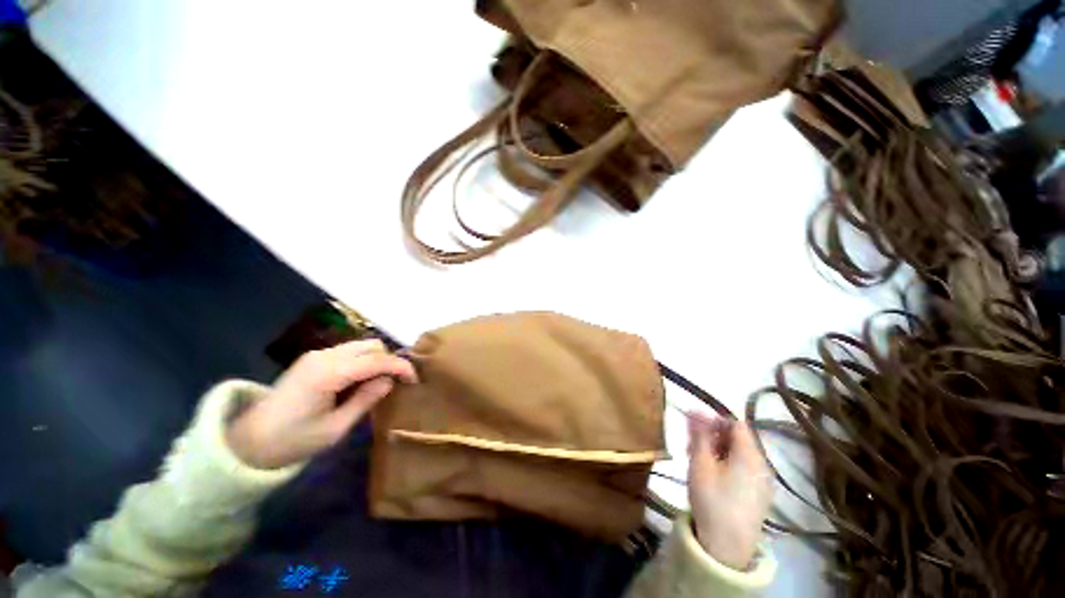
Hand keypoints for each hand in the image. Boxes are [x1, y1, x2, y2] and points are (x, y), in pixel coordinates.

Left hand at [227, 340, 417, 468]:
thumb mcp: (335, 428)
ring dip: (373, 361)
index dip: (398, 366)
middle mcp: (323, 356)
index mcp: (329, 372)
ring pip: (355, 347)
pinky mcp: (310, 362)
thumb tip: (388, 381)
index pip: (373, 360)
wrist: (258, 437)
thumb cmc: (297, 438)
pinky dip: (359, 363)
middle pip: (366, 344)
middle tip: (401, 385)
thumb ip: (363, 401)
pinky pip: (343, 354)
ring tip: (383, 387)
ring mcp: (315, 356)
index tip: (417, 380)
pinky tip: (361, 384)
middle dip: (387, 359)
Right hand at [687, 415, 772, 570]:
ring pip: (744, 458)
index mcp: (750, 451)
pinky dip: (733, 472)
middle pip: (741, 440)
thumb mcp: (700, 468)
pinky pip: (748, 474)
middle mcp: (763, 461)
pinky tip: (718, 489)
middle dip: (717, 441)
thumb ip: (698, 437)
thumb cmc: (712, 503)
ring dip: (724, 457)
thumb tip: (694, 410)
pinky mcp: (763, 498)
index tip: (692, 435)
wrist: (728, 546)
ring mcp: (765, 481)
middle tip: (691, 453)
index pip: (735, 423)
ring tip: (703, 472)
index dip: (714, 423)